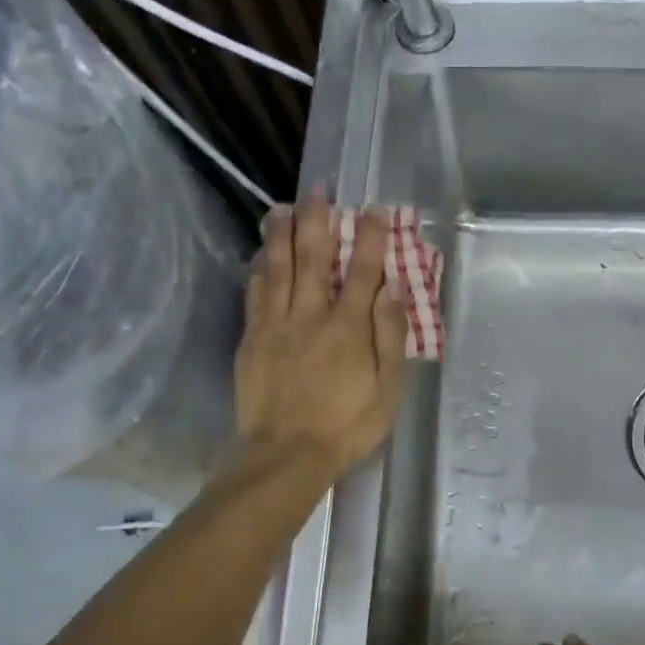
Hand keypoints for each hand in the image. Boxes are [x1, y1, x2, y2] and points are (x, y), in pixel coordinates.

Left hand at [235, 190, 409, 475]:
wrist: (285, 454)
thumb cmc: (346, 426)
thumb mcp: (388, 390)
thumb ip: (390, 337)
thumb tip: (392, 289)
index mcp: (348, 327)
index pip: (363, 270)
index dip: (371, 237)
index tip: (375, 210)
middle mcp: (311, 315)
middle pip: (313, 257)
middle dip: (318, 220)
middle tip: (318, 190)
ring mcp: (276, 325)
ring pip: (278, 268)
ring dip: (282, 234)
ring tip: (283, 207)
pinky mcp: (251, 340)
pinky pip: (255, 294)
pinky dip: (259, 270)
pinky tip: (261, 255)